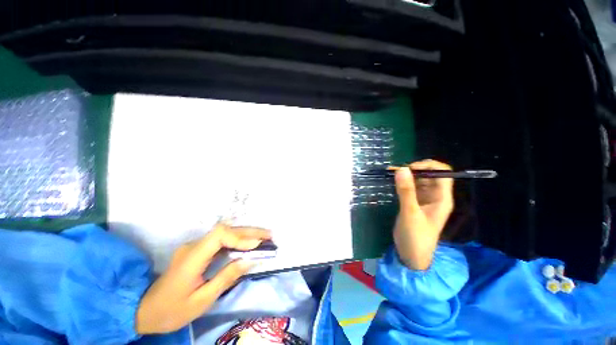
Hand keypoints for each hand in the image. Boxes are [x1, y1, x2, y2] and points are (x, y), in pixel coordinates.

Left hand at [135, 223, 271, 333]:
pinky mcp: (198, 249)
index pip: (219, 236)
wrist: (145, 310)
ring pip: (225, 233)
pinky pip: (222, 240)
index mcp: (191, 258)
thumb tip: (250, 260)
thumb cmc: (172, 310)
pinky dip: (238, 240)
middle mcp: (194, 246)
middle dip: (249, 232)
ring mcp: (195, 246)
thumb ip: (226, 277)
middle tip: (269, 235)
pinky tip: (248, 243)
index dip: (240, 237)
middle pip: (225, 230)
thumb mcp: (201, 300)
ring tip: (264, 237)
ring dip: (246, 234)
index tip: (256, 245)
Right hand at [393, 159, 453, 270]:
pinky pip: (410, 187)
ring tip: (390, 172)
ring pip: (418, 180)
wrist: (411, 254)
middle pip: (430, 175)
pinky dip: (402, 182)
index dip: (429, 166)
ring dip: (406, 174)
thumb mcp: (410, 213)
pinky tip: (391, 180)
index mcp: (442, 198)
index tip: (410, 168)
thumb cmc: (415, 236)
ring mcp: (424, 199)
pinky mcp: (414, 202)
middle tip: (395, 170)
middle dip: (414, 169)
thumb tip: (401, 169)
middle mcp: (435, 196)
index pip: (443, 174)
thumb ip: (406, 191)